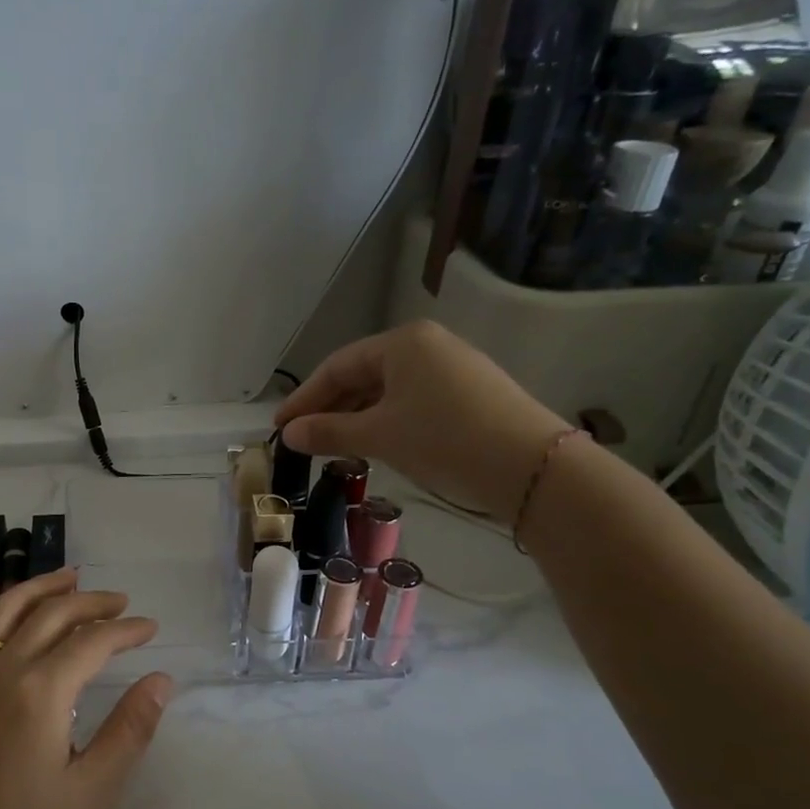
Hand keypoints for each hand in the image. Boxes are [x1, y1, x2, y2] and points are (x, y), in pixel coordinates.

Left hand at [0, 570, 171, 808]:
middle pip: (50, 614)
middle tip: (122, 601)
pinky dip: (5, 612)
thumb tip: (160, 679)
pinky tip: (16, 622)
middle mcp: (1, 670)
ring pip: (6, 612)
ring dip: (41, 589)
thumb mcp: (93, 790)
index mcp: (40, 690)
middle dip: (90, 602)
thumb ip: (129, 729)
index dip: (125, 631)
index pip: (91, 642)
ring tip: (69, 578)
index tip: (151, 627)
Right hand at [273, 320, 568, 523]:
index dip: (304, 398)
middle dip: (329, 408)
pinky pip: (412, 401)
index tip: (279, 428)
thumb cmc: (443, 439)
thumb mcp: (379, 435)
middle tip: (303, 440)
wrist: (530, 466)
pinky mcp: (470, 393)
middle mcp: (427, 345)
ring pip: (388, 391)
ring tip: (334, 447)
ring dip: (356, 418)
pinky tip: (376, 445)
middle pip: (362, 375)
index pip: (336, 366)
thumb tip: (289, 434)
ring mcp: (452, 368)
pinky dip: (386, 421)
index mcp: (401, 342)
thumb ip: (329, 431)